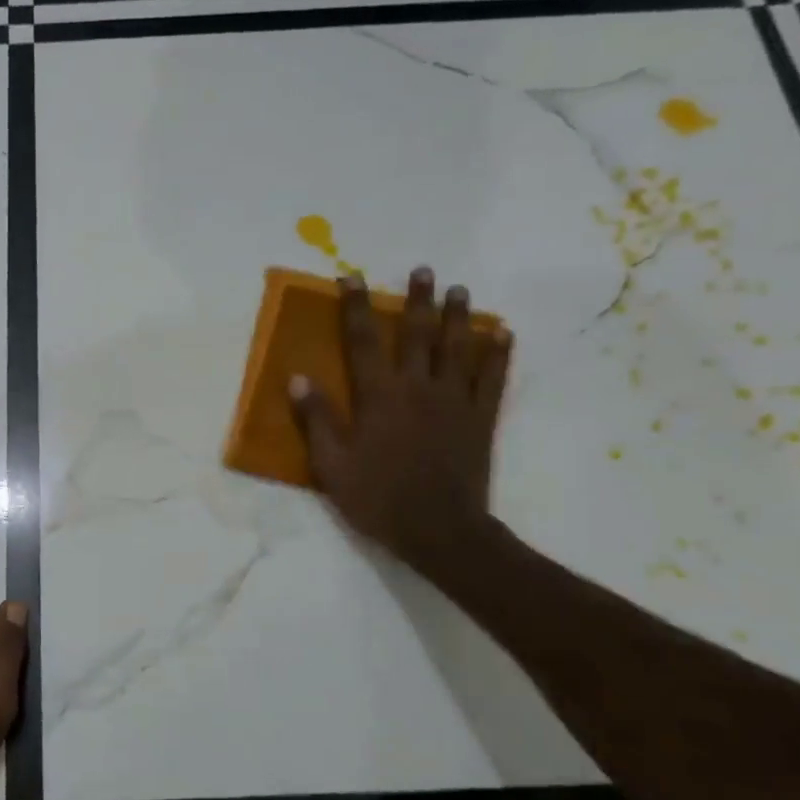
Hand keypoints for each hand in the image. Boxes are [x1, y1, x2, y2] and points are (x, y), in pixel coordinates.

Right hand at [288, 269, 511, 580]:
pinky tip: (501, 334)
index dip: (355, 307)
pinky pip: (492, 379)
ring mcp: (454, 401)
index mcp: (379, 397)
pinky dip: (498, 354)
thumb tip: (298, 378)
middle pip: (417, 335)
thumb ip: (317, 420)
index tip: (352, 276)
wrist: (438, 529)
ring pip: (457, 348)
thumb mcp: (333, 466)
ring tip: (459, 290)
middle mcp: (418, 388)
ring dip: (458, 317)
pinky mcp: (480, 419)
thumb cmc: (378, 498)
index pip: (362, 342)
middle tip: (424, 270)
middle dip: (417, 300)